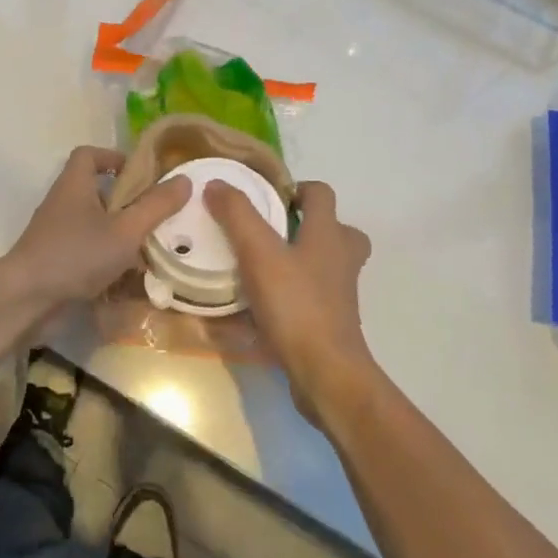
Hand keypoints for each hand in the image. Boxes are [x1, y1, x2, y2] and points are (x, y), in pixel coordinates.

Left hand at [0, 146, 191, 307]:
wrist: (25, 299)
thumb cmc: (76, 254)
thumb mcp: (125, 230)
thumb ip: (155, 206)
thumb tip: (184, 179)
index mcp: (74, 184)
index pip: (89, 155)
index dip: (114, 158)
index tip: (141, 175)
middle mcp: (62, 203)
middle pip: (95, 190)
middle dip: (126, 201)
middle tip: (155, 215)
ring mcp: (56, 233)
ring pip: (93, 223)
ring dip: (119, 232)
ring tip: (150, 247)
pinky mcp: (55, 260)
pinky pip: (86, 250)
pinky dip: (106, 258)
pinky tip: (128, 277)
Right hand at [207, 180, 374, 426]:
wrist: (325, 373)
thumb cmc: (295, 305)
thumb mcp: (258, 253)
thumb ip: (237, 215)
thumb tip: (217, 184)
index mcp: (328, 234)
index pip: (321, 193)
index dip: (296, 188)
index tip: (266, 198)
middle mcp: (341, 259)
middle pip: (333, 228)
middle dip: (304, 224)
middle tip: (268, 231)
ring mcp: (340, 293)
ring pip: (325, 263)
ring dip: (299, 258)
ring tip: (261, 265)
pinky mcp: (332, 321)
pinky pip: (314, 295)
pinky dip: (294, 292)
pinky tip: (262, 302)